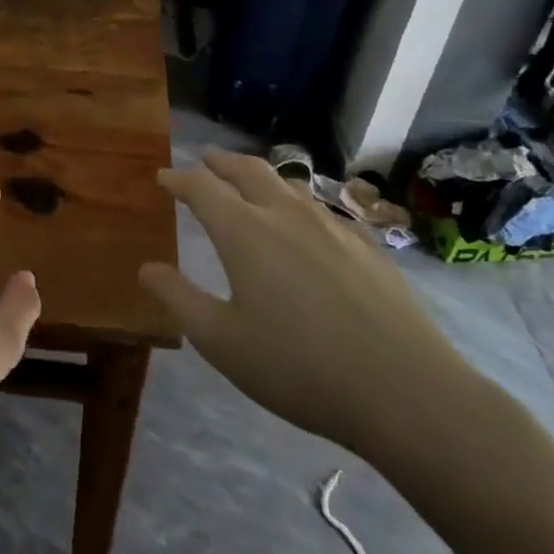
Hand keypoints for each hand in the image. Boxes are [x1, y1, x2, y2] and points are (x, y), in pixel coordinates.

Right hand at [138, 149, 479, 464]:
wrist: (406, 391)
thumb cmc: (298, 368)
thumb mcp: (221, 341)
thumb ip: (178, 299)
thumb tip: (147, 268)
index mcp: (244, 232)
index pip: (202, 188)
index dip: (178, 179)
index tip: (163, 178)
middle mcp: (286, 215)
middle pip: (248, 170)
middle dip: (220, 162)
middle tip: (205, 161)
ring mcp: (332, 226)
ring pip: (288, 185)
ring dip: (260, 178)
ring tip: (249, 185)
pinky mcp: (367, 246)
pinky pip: (322, 209)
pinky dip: (297, 203)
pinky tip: (305, 225)